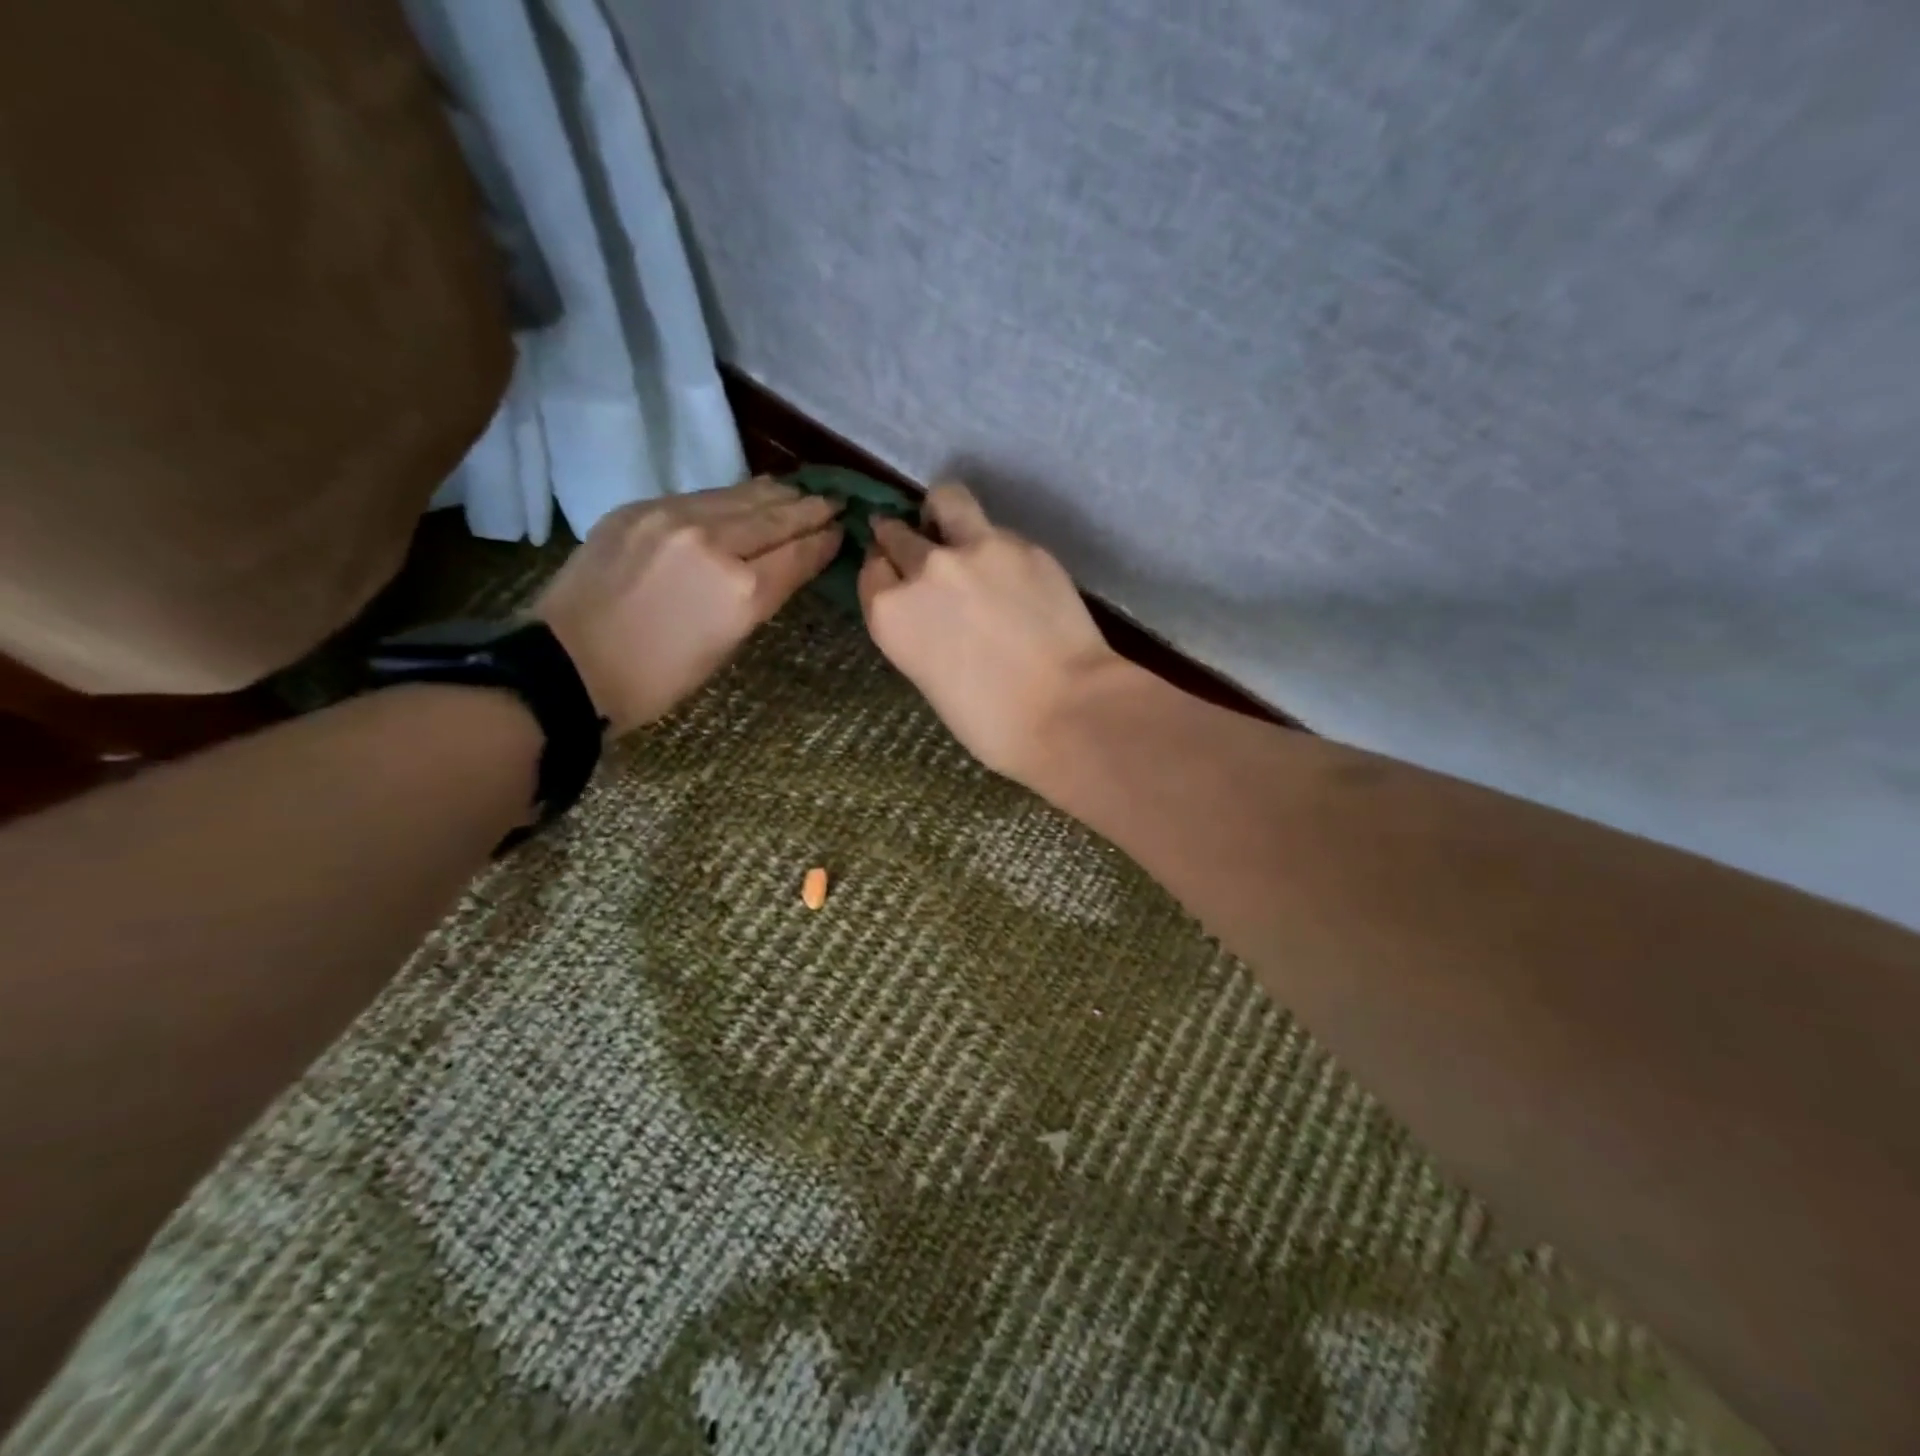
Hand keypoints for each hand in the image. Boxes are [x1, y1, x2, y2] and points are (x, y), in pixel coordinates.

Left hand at [534, 478, 840, 733]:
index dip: (824, 540)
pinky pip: (701, 497)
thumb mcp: (724, 646)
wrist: (568, 665)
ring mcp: (674, 519)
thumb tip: (779, 565)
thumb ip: (757, 597)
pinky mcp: (641, 509)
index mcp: (742, 592)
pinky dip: (733, 496)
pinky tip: (748, 494)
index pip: (798, 554)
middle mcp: (715, 544)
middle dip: (810, 509)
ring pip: (740, 497)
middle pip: (776, 518)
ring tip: (799, 491)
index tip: (843, 528)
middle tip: (834, 501)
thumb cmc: (656, 678)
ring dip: (776, 495)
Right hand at [858, 482, 1122, 782]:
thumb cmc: (990, 722)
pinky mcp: (1023, 544)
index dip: (884, 573)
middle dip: (903, 541)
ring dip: (942, 513)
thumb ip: (920, 631)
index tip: (895, 578)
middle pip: (898, 534)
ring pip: (945, 500)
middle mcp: (925, 569)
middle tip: (922, 553)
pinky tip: (1014, 575)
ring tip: (957, 531)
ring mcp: (976, 548)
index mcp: (891, 613)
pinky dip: (996, 547)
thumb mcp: (930, 678)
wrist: (1065, 710)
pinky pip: (997, 531)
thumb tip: (933, 612)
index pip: (872, 571)